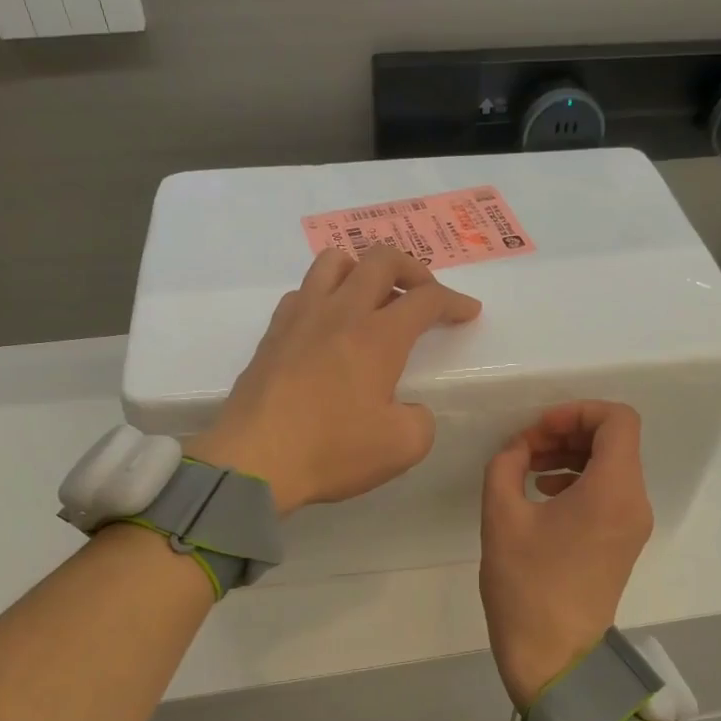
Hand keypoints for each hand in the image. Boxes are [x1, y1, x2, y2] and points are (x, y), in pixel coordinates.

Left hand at [190, 245, 480, 514]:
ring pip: (334, 262)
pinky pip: (303, 291)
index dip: (454, 301)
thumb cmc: (331, 450)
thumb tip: (408, 408)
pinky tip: (330, 324)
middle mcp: (340, 313)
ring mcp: (300, 317)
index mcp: (377, 336)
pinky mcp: (272, 334)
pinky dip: (326, 295)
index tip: (468, 312)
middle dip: (413, 269)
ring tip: (373, 298)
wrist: (253, 460)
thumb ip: (420, 420)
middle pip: (381, 260)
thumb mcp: (402, 447)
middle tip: (423, 294)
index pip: (426, 299)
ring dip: (363, 269)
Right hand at [479, 402, 654, 709]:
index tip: (539, 429)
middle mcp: (634, 502)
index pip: (618, 420)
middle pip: (615, 440)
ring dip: (572, 454)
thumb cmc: (526, 585)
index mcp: (613, 490)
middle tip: (527, 446)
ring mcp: (633, 524)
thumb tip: (518, 449)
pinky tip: (543, 492)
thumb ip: (506, 464)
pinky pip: (609, 491)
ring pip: (612, 465)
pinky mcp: (623, 542)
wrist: (554, 656)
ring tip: (529, 468)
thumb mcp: (501, 515)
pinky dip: (580, 479)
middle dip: (570, 431)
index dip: (577, 411)